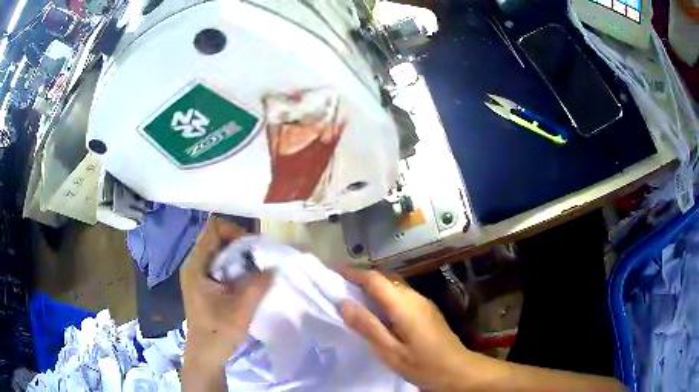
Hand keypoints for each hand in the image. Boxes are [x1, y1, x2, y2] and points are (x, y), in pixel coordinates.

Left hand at [181, 217, 272, 367]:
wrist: (205, 355)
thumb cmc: (219, 333)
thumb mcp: (242, 310)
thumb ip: (258, 285)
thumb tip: (275, 265)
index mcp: (197, 266)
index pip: (213, 229)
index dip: (234, 231)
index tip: (253, 248)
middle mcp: (193, 265)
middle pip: (215, 238)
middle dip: (238, 243)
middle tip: (257, 257)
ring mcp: (196, 274)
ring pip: (217, 251)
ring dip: (236, 255)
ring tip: (254, 267)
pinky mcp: (201, 284)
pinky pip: (217, 264)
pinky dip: (232, 265)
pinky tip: (244, 279)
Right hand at [340, 268, 473, 391]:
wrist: (458, 370)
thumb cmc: (423, 365)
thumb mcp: (391, 352)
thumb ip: (368, 326)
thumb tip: (344, 303)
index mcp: (404, 305)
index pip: (374, 278)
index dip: (352, 272)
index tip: (332, 271)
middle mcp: (414, 297)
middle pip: (384, 278)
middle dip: (360, 277)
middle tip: (338, 286)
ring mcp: (423, 302)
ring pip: (393, 286)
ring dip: (372, 287)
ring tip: (353, 298)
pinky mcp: (427, 310)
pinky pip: (401, 296)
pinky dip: (383, 296)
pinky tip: (377, 312)